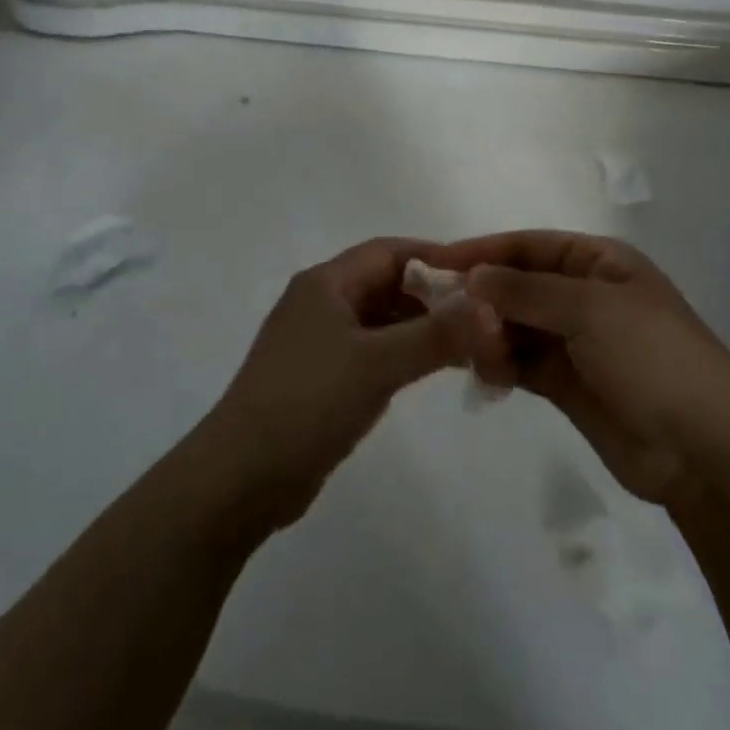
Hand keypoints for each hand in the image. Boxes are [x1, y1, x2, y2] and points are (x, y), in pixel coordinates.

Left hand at [197, 238, 462, 530]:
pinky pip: (368, 351)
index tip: (479, 275)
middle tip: (480, 316)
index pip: (388, 252)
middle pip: (384, 283)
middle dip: (431, 295)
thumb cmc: (309, 402)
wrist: (241, 477)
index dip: (434, 257)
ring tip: (466, 345)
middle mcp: (320, 302)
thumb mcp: (377, 364)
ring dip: (418, 328)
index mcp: (326, 283)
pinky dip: (399, 354)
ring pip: (378, 320)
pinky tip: (428, 370)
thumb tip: (488, 307)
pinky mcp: (318, 378)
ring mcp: (316, 341)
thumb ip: (435, 334)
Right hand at [430, 231, 729, 507]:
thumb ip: (526, 291)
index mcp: (599, 261)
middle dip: (484, 297)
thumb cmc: (653, 358)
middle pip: (518, 285)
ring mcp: (575, 340)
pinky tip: (488, 374)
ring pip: (515, 324)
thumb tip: (471, 276)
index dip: (484, 250)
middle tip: (448, 317)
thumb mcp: (590, 309)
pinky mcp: (566, 382)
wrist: (704, 452)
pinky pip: (521, 361)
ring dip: (490, 333)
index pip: (529, 246)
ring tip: (477, 353)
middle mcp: (584, 294)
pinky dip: (500, 363)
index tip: (438, 262)